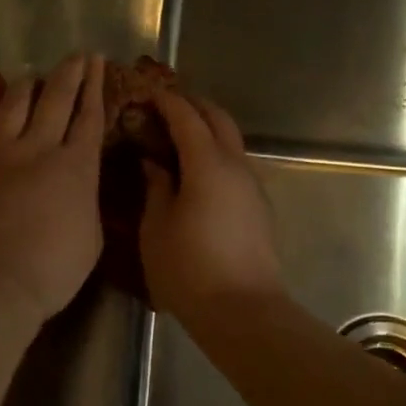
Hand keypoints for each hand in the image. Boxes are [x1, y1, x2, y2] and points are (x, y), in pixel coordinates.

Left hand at [0, 53, 105, 327]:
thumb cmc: (55, 269)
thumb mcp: (92, 235)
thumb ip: (88, 200)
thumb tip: (81, 183)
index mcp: (76, 166)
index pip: (89, 116)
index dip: (95, 86)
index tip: (98, 62)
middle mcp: (38, 149)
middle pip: (55, 99)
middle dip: (69, 73)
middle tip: (76, 55)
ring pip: (13, 107)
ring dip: (26, 88)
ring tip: (32, 76)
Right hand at [141, 90, 282, 322]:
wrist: (243, 311)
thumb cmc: (189, 269)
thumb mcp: (157, 227)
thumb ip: (156, 187)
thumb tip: (154, 163)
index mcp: (208, 164)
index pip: (187, 117)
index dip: (166, 101)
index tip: (146, 93)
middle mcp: (236, 166)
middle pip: (218, 119)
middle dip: (193, 105)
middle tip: (165, 106)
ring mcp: (252, 186)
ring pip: (232, 142)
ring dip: (207, 130)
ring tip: (178, 138)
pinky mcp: (259, 207)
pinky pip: (236, 166)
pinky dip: (216, 155)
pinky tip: (197, 173)